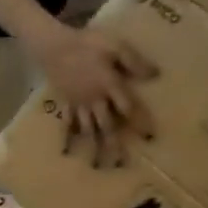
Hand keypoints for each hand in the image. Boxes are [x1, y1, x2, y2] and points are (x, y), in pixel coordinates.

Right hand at [32, 24, 157, 166]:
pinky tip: (68, 151)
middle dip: (114, 144)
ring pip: (88, 129)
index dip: (139, 122)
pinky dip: (68, 137)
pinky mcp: (67, 103)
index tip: (149, 137)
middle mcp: (94, 99)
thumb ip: (133, 62)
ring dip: (92, 147)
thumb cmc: (88, 43)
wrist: (54, 47)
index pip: (127, 107)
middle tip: (120, 164)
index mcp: (109, 84)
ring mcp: (78, 104)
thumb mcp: (116, 46)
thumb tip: (153, 77)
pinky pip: (68, 123)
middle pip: (106, 125)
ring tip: (96, 165)